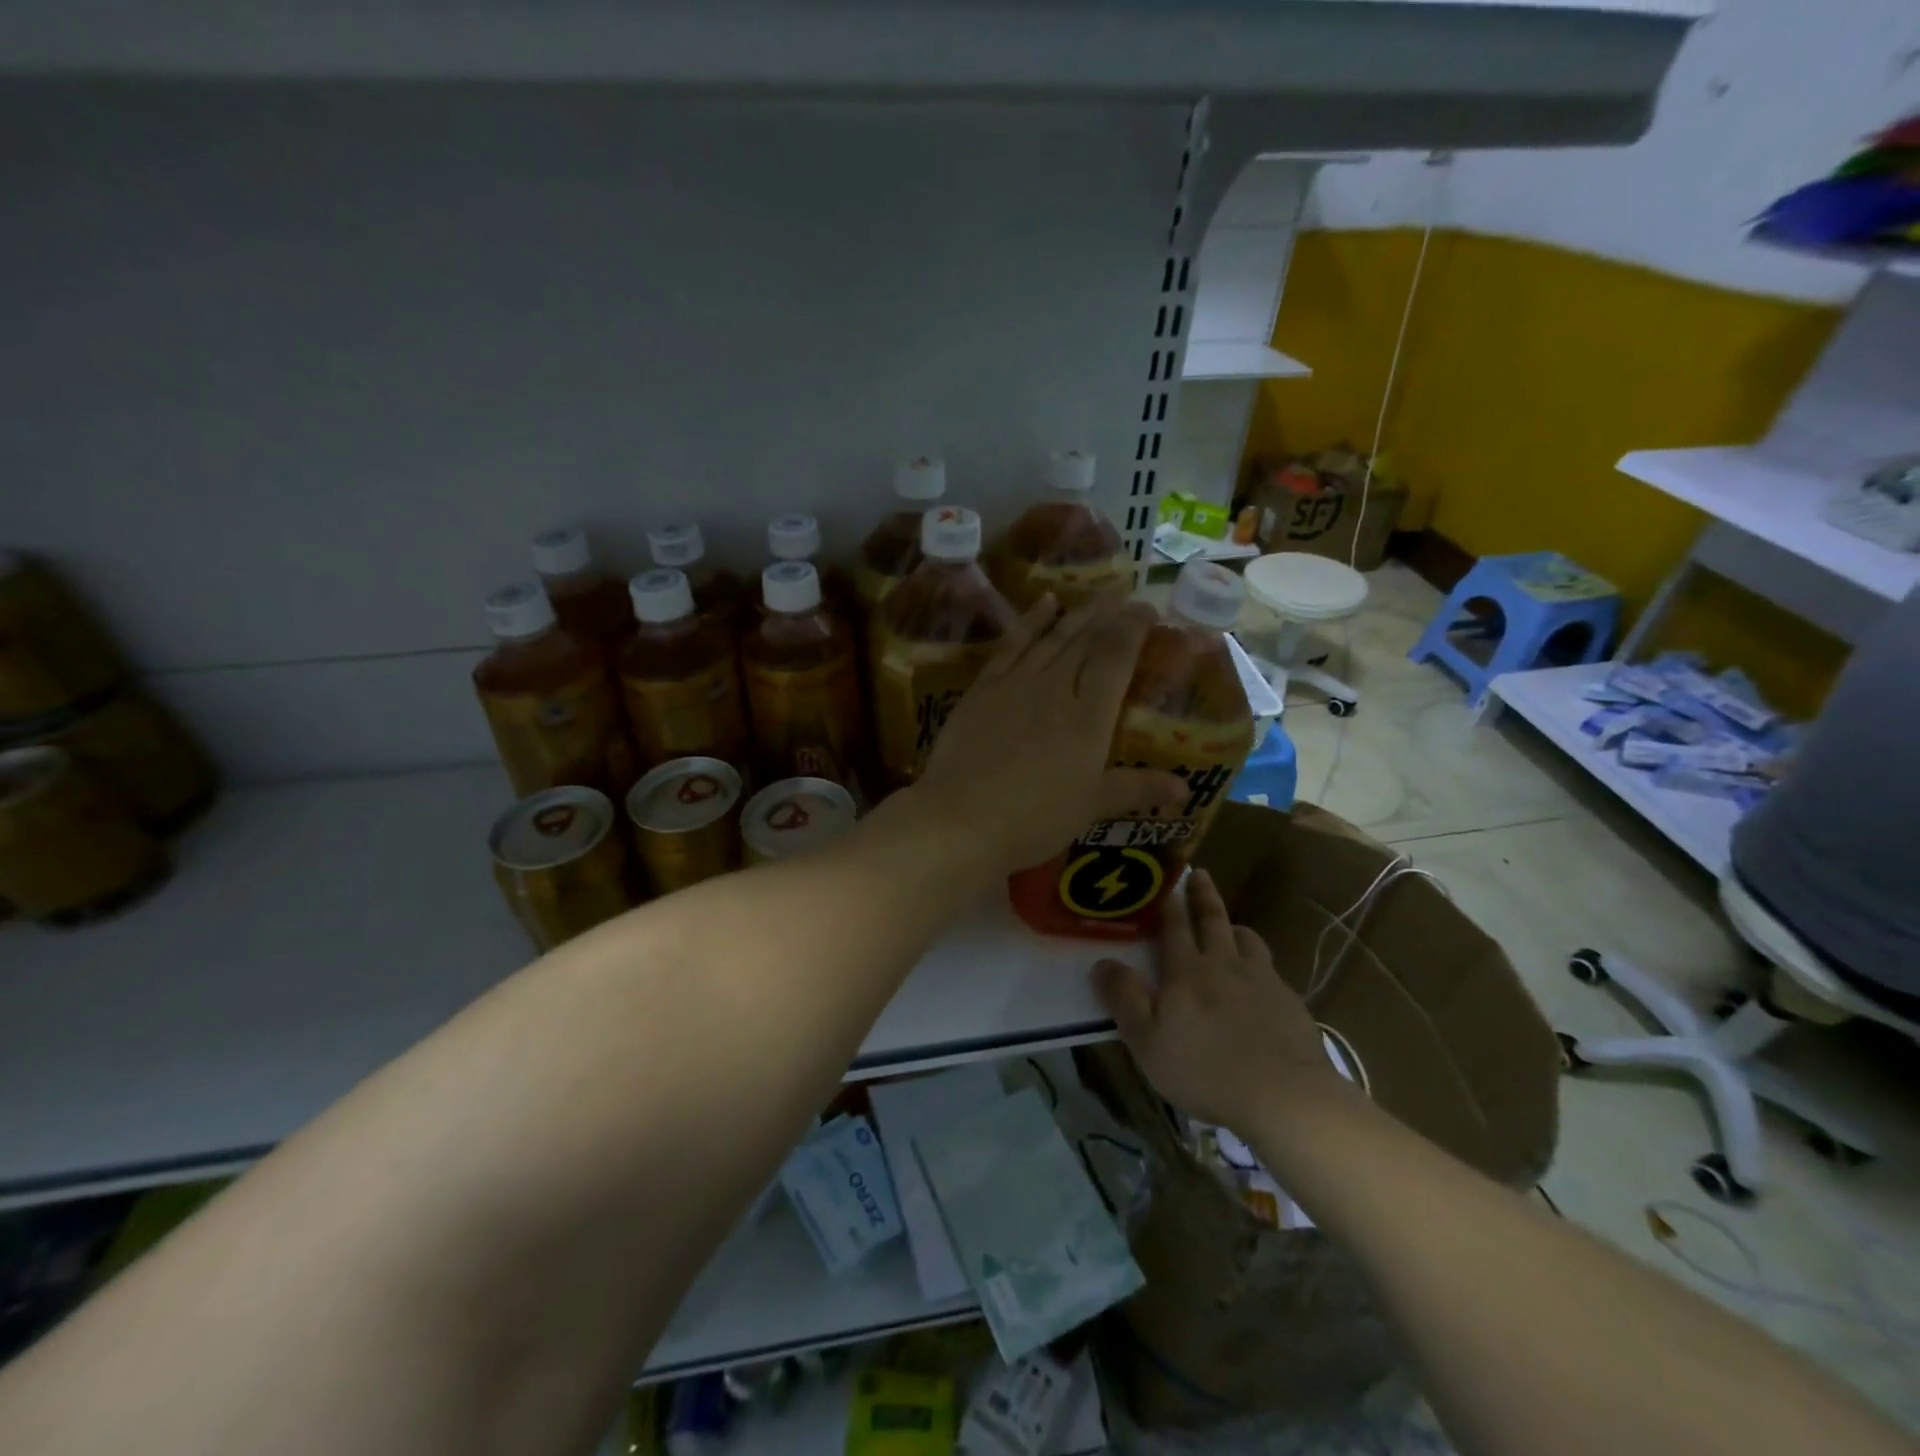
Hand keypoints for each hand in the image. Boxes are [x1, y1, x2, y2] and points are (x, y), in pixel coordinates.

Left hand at [908, 595, 1185, 873]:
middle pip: (1086, 640)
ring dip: (1077, 613)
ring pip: (1052, 637)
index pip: (1115, 658)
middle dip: (1109, 614)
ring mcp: (1016, 684)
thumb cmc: (1033, 818)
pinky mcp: (983, 689)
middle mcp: (1055, 688)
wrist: (961, 818)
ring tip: (1096, 595)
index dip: (1133, 629)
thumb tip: (1184, 787)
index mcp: (1088, 717)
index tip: (1147, 610)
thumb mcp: (1090, 807)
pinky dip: (1030, 621)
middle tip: (1126, 595)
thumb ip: (1136, 789)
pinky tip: (1044, 602)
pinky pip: (1011, 645)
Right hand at [1091, 868, 1348, 1131]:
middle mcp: (1225, 965)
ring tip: (1231, 925)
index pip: (1175, 927)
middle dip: (1203, 896)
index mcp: (1187, 972)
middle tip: (1200, 874)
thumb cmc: (1205, 1070)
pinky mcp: (1290, 1002)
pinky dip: (1260, 964)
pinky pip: (1271, 970)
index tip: (1166, 881)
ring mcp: (1262, 981)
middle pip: (1213, 921)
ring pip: (1247, 940)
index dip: (1169, 903)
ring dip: (1235, 927)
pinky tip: (1261, 980)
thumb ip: (1124, 999)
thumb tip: (1102, 962)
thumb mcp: (1148, 1041)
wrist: (1284, 1095)